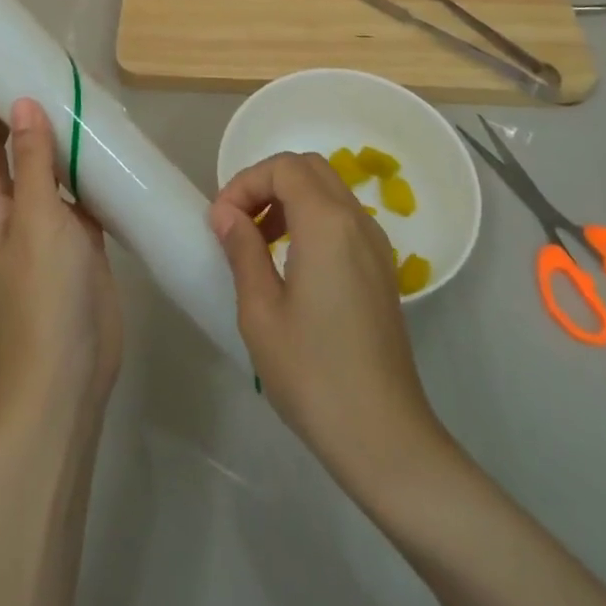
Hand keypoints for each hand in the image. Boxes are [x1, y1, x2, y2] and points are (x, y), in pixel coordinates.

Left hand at [0, 89, 121, 415]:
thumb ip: (33, 160)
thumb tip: (22, 101)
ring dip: (53, 131)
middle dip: (15, 107)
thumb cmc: (43, 294)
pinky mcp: (74, 233)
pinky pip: (74, 185)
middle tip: (45, 67)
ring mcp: (41, 220)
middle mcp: (6, 205)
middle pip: (2, 145)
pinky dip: (84, 162)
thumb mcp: (37, 219)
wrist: (70, 371)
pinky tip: (107, 142)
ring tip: (78, 94)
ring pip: (41, 162)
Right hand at [210, 151, 446, 494]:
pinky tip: (291, 263)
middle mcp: (357, 220)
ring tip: (258, 243)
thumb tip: (226, 214)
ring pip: (328, 190)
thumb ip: (242, 250)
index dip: (246, 182)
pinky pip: (343, 218)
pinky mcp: (382, 269)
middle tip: (238, 222)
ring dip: (290, 199)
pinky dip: (312, 219)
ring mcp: (375, 244)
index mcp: (327, 223)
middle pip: (308, 168)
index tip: (221, 220)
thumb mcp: (261, 311)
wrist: (384, 437)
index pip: (283, 168)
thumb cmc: (313, 374)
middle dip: (267, 183)